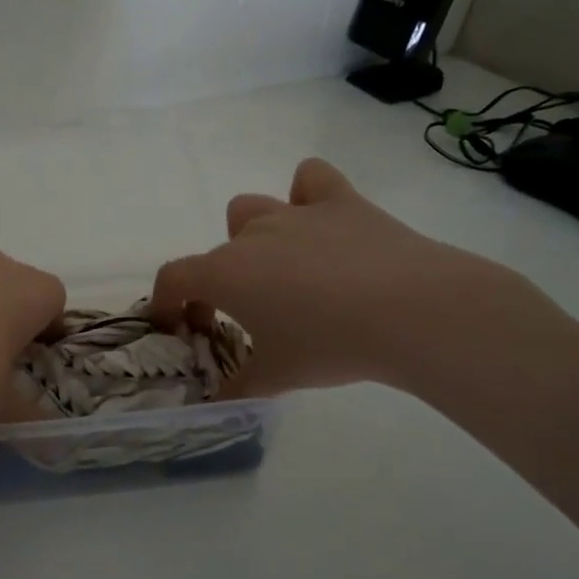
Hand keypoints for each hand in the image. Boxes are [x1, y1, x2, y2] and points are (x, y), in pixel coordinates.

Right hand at [151, 158, 526, 396]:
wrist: (411, 313)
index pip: (174, 278)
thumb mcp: (277, 378)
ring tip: (281, 268)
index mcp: (225, 274)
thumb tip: (219, 400)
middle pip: (216, 252)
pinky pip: (311, 179)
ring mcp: (295, 212)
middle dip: (220, 282)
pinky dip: (308, 194)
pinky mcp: (340, 201)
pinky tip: (320, 220)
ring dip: (253, 236)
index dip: (167, 301)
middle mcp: (251, 235)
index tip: (180, 326)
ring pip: (251, 210)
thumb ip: (238, 387)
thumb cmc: (330, 346)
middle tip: (247, 316)